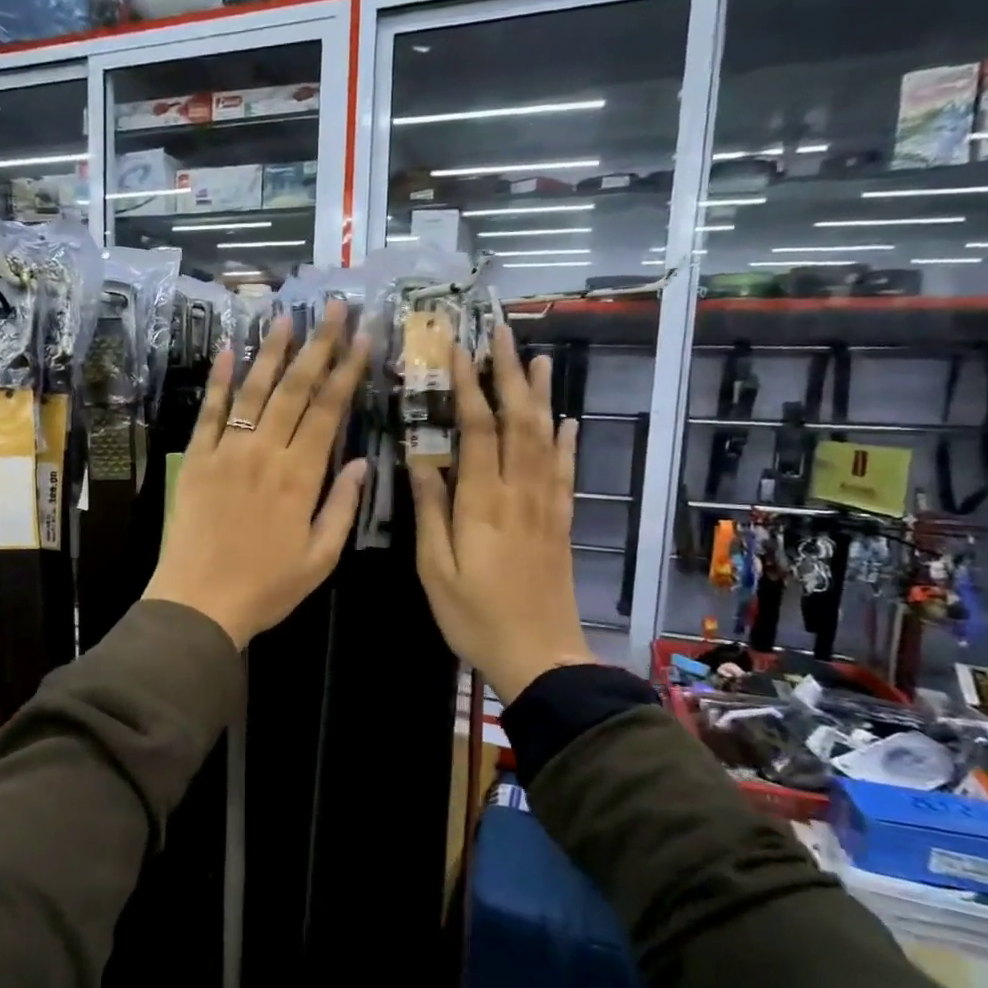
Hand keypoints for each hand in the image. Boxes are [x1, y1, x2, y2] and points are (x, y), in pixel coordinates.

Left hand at [144, 301, 370, 649]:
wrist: (198, 602)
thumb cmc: (266, 587)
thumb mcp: (320, 559)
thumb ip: (342, 507)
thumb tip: (360, 462)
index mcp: (300, 477)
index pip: (328, 411)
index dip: (348, 371)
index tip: (363, 337)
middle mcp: (265, 453)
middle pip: (295, 389)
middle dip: (318, 345)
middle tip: (334, 308)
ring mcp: (227, 451)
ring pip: (254, 391)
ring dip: (272, 352)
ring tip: (286, 316)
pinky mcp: (197, 459)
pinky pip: (210, 412)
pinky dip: (219, 381)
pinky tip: (229, 351)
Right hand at [410, 325, 591, 702]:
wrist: (539, 655)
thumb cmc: (474, 616)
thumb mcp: (434, 569)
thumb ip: (430, 511)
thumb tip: (419, 459)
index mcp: (482, 501)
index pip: (477, 429)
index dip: (468, 385)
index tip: (458, 349)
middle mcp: (519, 492)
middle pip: (518, 421)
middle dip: (508, 373)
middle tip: (502, 332)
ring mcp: (546, 504)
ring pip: (547, 437)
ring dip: (540, 395)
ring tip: (536, 357)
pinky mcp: (561, 521)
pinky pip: (567, 471)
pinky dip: (568, 441)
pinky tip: (568, 420)